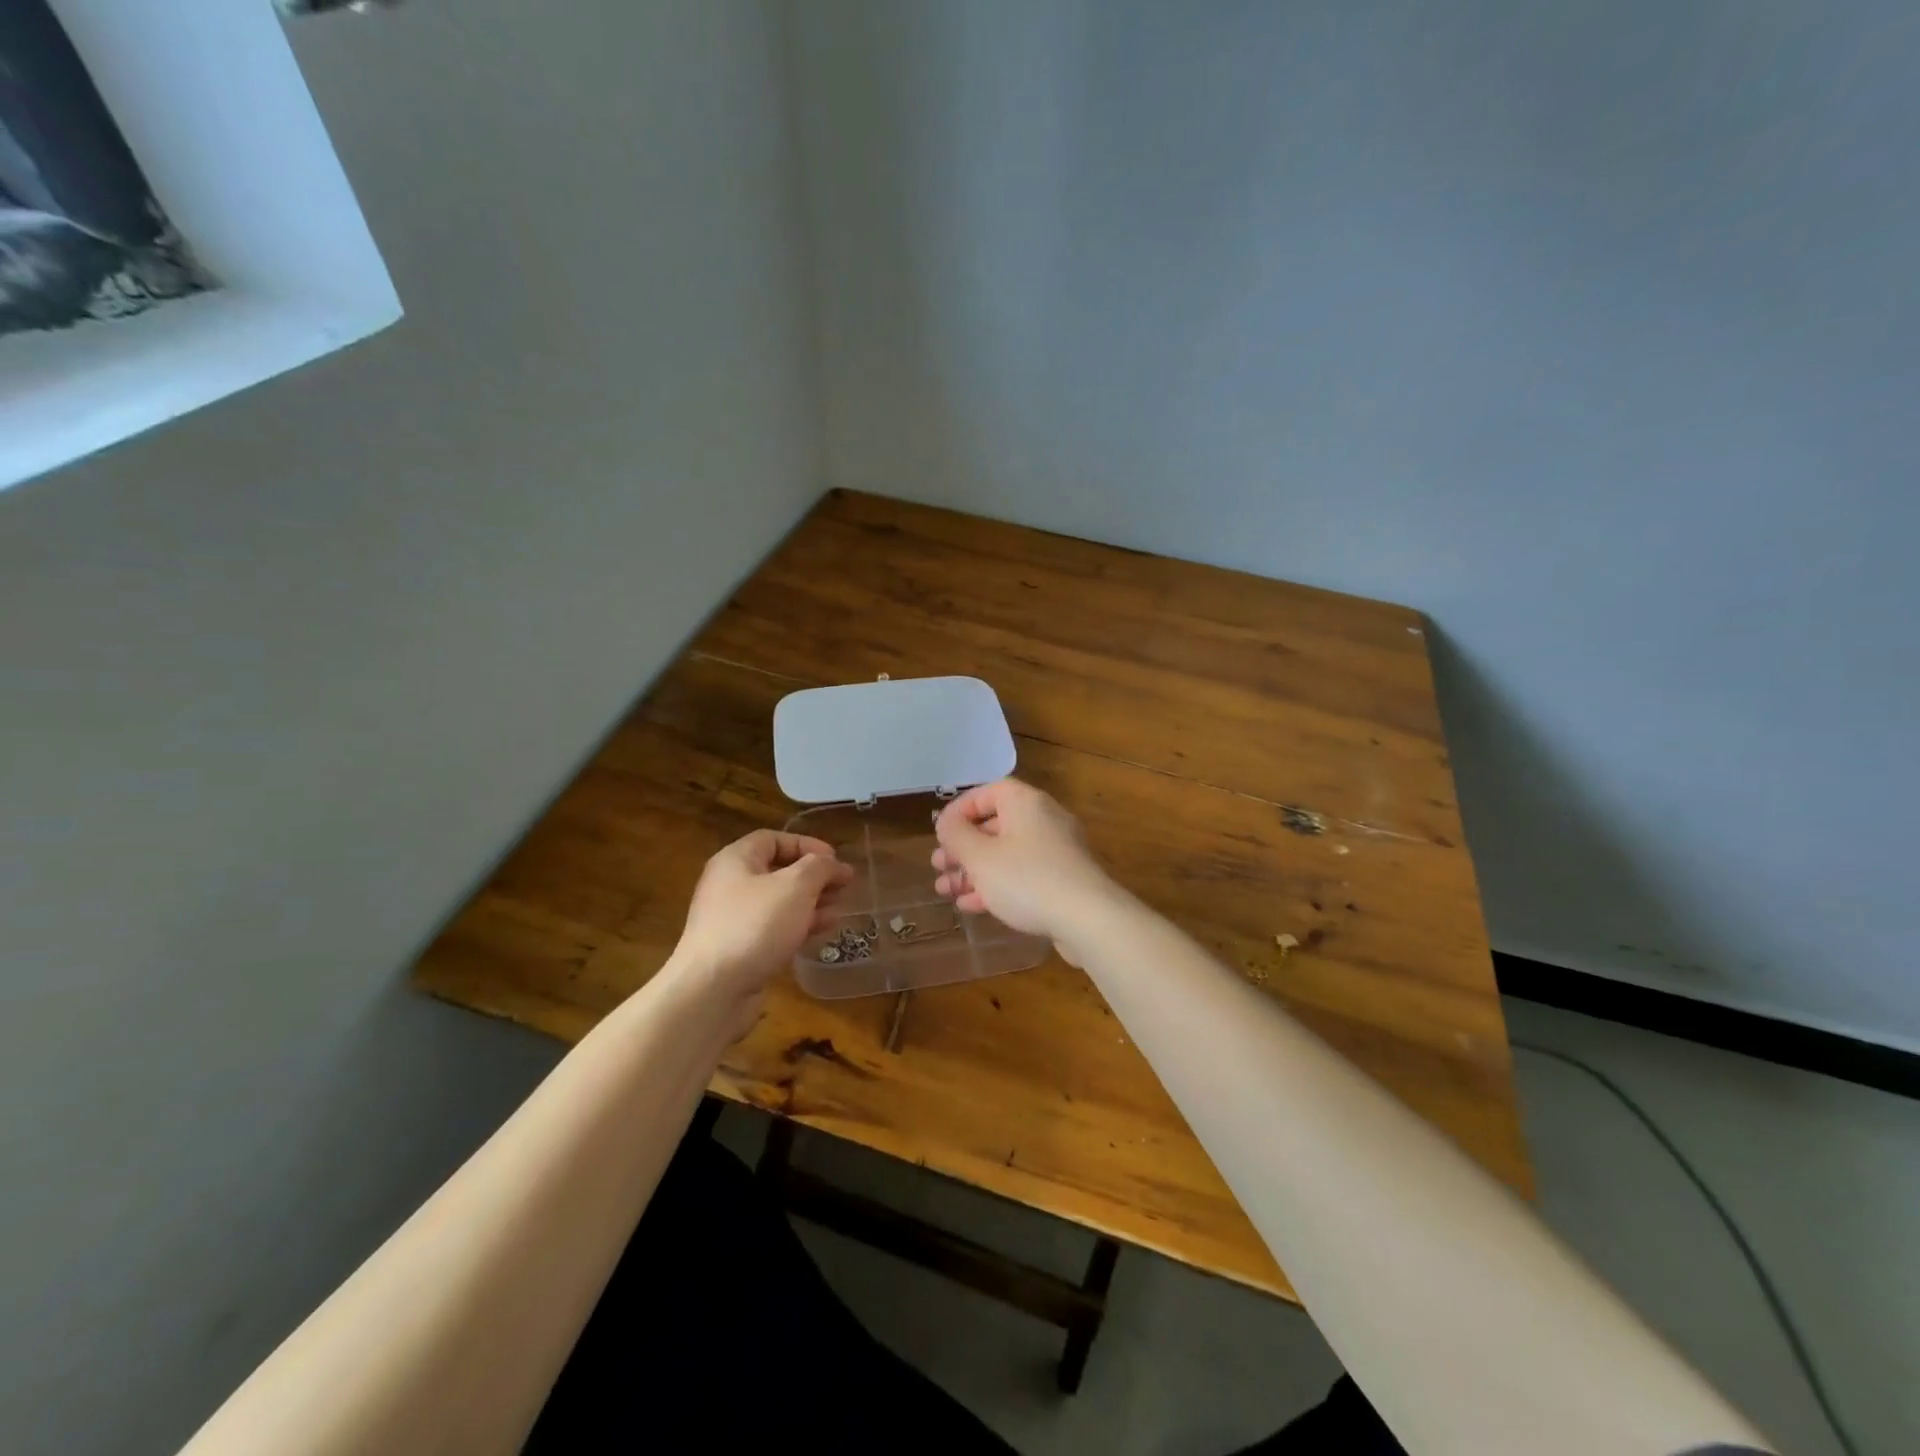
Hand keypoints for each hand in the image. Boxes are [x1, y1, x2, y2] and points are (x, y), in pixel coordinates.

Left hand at [666, 829, 852, 1031]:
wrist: (712, 990)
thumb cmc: (755, 925)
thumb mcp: (796, 886)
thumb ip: (819, 867)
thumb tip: (833, 864)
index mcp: (736, 860)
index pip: (774, 839)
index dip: (807, 845)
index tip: (835, 860)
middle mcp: (730, 885)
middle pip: (778, 871)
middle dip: (814, 877)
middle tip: (843, 887)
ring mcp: (732, 920)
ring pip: (779, 902)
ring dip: (811, 903)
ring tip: (839, 910)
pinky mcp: (739, 950)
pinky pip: (773, 929)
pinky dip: (798, 926)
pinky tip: (821, 932)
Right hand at [931, 779, 1122, 958]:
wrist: (1088, 919)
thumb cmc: (1027, 879)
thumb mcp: (981, 857)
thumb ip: (957, 836)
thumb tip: (946, 822)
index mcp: (1025, 803)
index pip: (988, 792)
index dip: (960, 809)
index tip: (940, 831)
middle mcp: (1044, 819)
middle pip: (996, 825)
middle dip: (963, 847)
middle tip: (938, 866)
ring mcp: (1057, 851)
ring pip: (1007, 854)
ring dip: (974, 870)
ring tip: (946, 890)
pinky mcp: (1063, 880)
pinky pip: (1023, 875)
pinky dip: (997, 885)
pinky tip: (972, 905)